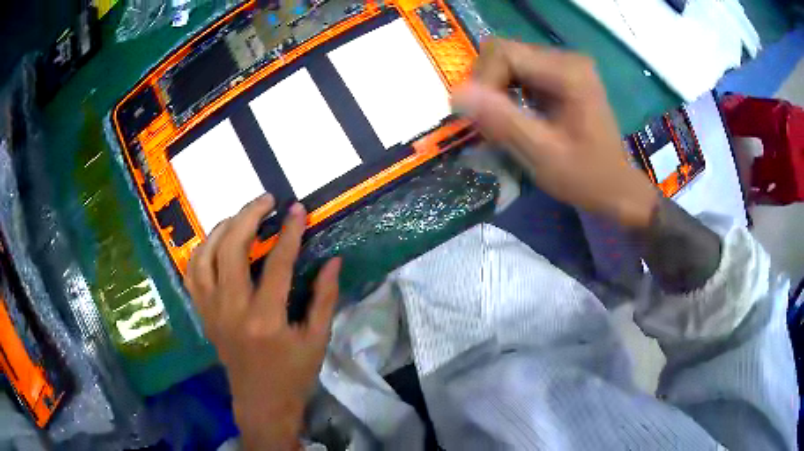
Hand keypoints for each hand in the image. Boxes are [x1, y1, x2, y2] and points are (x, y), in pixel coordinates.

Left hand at [186, 194, 341, 449]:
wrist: (261, 402)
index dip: (289, 233)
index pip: (276, 264)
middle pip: (231, 249)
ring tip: (240, 216)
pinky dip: (201, 250)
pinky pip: (192, 273)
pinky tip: (216, 241)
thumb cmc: (293, 374)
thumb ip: (325, 297)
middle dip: (248, 216)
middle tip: (267, 201)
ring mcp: (211, 311)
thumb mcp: (317, 339)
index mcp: (265, 319)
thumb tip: (333, 260)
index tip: (298, 209)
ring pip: (205, 256)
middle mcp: (232, 310)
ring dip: (221, 228)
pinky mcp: (203, 314)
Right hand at [453, 39, 658, 228]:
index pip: (503, 53)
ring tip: (502, 122)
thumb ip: (503, 122)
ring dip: (495, 91)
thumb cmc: (586, 177)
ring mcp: (564, 65)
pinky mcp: (560, 76)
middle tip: (490, 122)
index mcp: (568, 72)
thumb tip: (457, 94)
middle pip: (503, 53)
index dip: (483, 82)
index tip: (484, 119)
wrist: (616, 189)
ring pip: (507, 62)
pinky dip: (507, 93)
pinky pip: (519, 73)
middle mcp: (566, 59)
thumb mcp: (543, 155)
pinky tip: (516, 116)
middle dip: (487, 86)